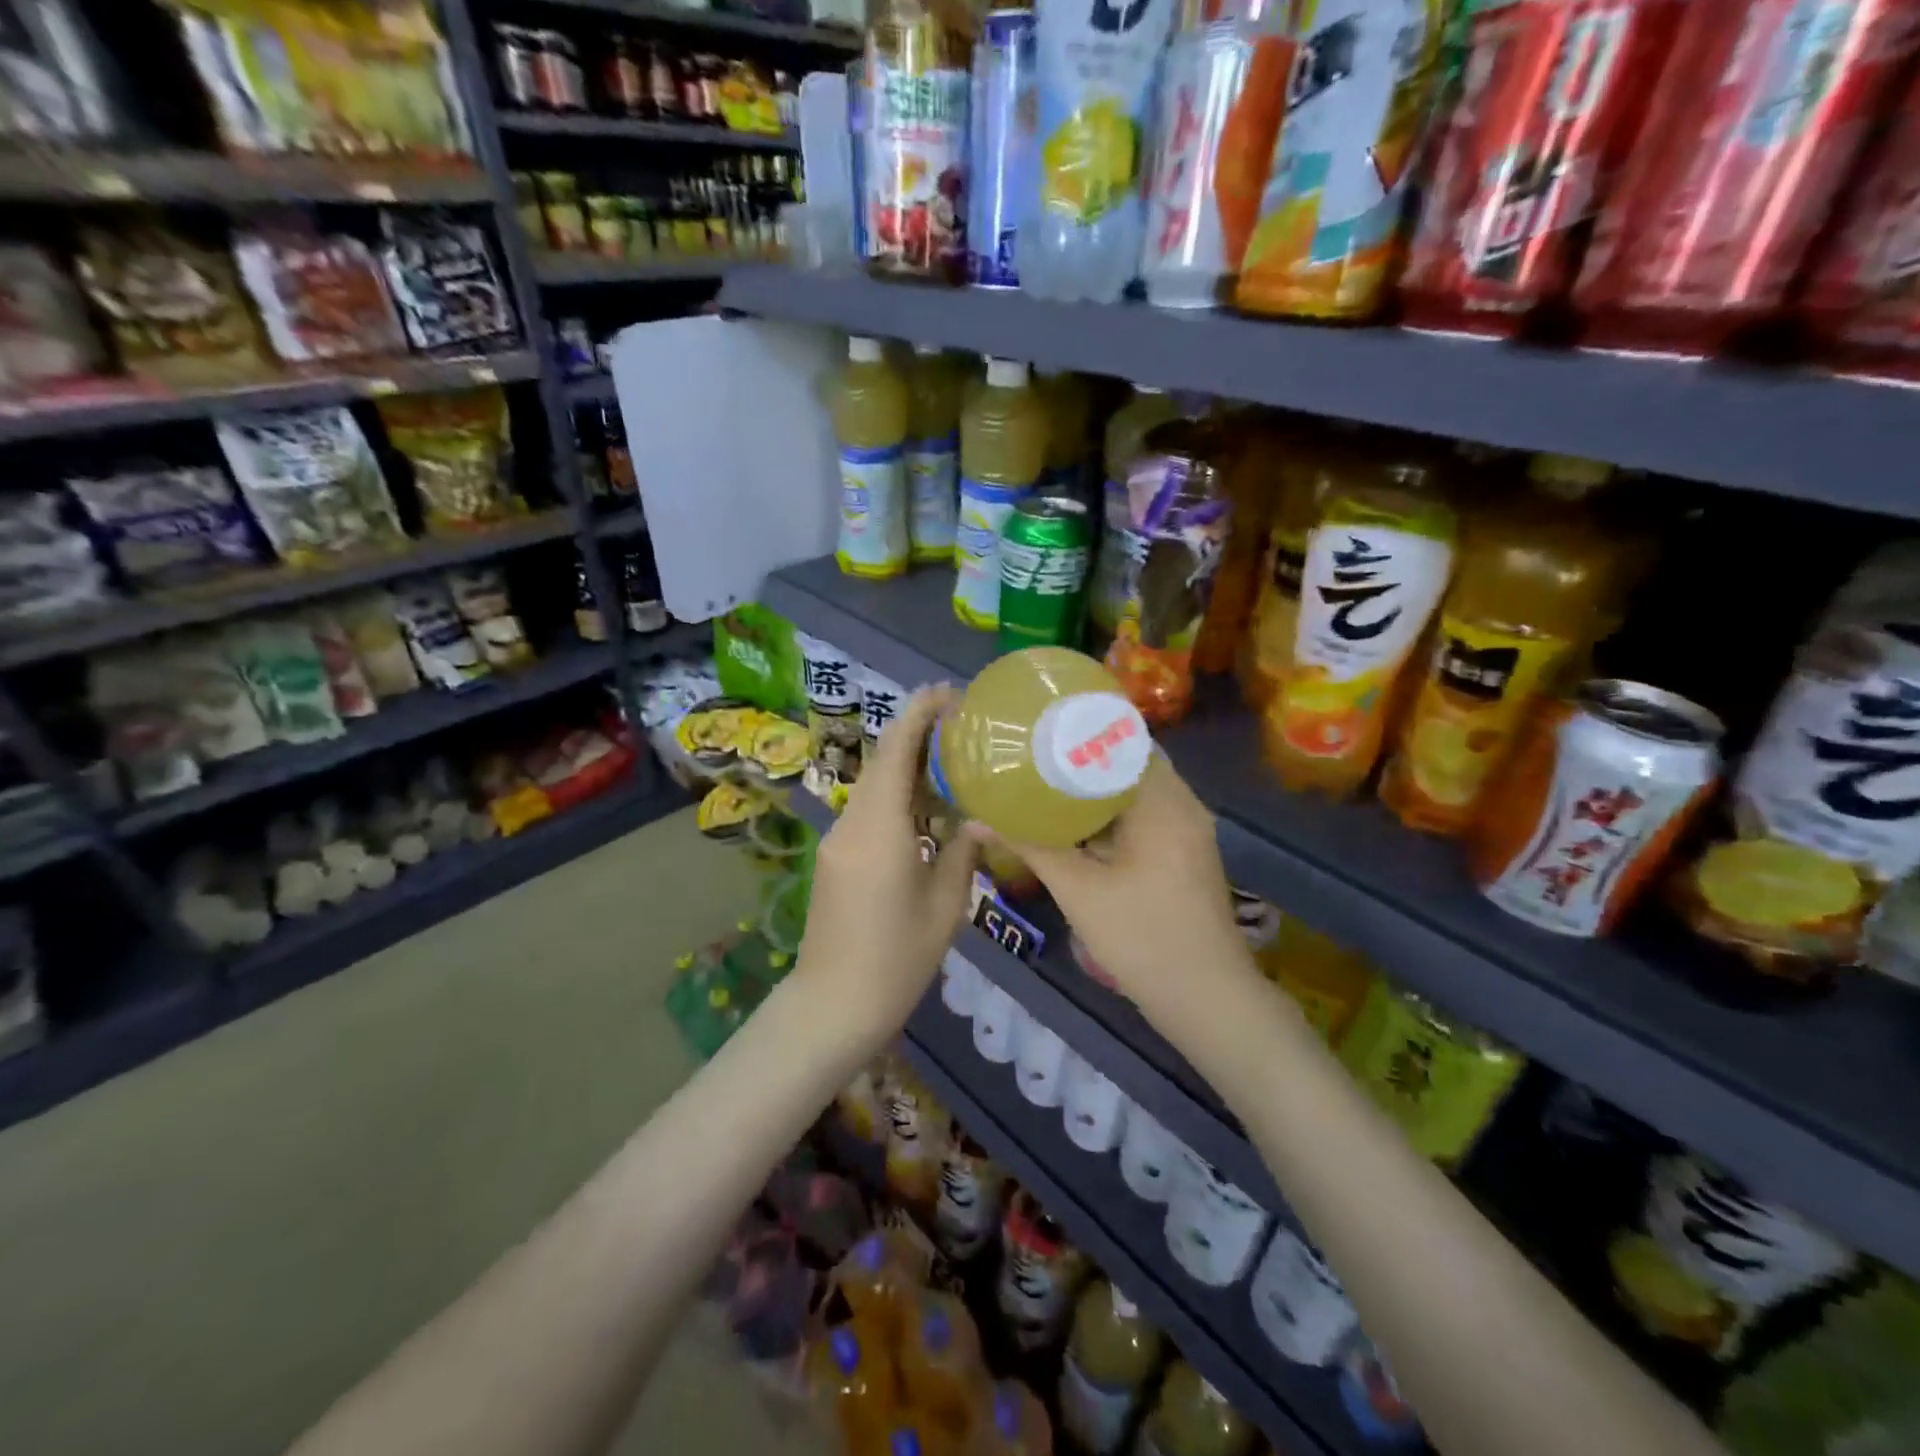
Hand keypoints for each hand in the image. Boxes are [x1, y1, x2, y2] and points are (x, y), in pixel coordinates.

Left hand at [796, 686, 981, 1050]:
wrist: (832, 1005)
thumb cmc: (896, 960)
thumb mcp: (944, 907)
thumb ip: (962, 853)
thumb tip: (981, 819)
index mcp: (880, 830)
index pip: (894, 752)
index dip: (918, 715)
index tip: (948, 694)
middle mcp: (852, 824)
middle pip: (881, 762)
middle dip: (916, 734)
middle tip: (962, 726)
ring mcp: (838, 840)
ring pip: (874, 785)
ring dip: (907, 765)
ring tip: (953, 759)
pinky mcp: (835, 857)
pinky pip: (868, 810)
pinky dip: (897, 795)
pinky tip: (927, 805)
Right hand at [987, 754, 1258, 1024]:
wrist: (1207, 1000)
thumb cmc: (1142, 937)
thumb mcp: (1078, 890)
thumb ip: (1029, 847)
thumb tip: (975, 819)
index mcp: (1163, 802)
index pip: (1125, 739)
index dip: (1081, 728)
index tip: (1040, 724)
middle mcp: (1182, 806)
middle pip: (1129, 763)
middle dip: (1082, 757)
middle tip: (1032, 752)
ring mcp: (1187, 832)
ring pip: (1137, 792)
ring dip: (1097, 787)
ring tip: (1044, 778)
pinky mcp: (1184, 855)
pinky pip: (1145, 816)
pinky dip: (1112, 813)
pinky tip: (1073, 822)